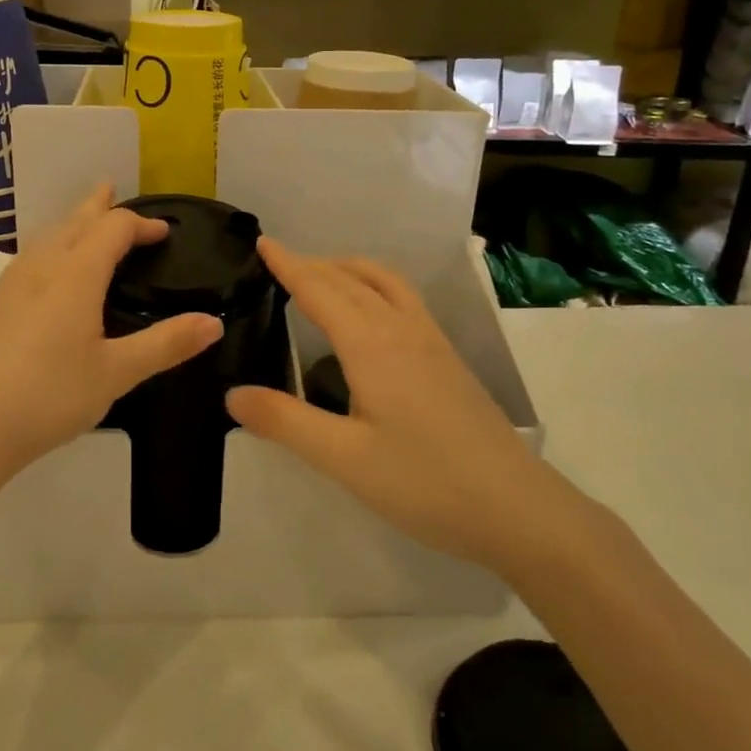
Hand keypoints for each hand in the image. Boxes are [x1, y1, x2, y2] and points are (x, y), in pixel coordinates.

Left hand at [0, 187, 222, 497]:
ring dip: (71, 223)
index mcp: (75, 273)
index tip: (164, 233)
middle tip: (114, 192)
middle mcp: (41, 267)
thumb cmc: (48, 395)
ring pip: (47, 236)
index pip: (113, 228)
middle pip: (74, 221)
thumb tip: (214, 322)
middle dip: (99, 206)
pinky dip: (52, 247)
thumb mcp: (116, 373)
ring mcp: (10, 284)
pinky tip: (48, 273)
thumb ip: (165, 345)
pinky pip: (30, 258)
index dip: (141, 224)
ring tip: (84, 223)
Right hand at [225, 240, 550, 569]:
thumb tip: (233, 394)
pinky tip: (371, 315)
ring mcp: (431, 340)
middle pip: (350, 279)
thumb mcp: (345, 459)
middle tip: (278, 262)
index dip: (288, 265)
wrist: (517, 507)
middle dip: (312, 264)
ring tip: (322, 276)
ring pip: (384, 281)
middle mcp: (401, 329)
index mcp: (371, 344)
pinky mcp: (448, 357)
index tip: (263, 243)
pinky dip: (374, 284)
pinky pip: (404, 298)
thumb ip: (286, 422)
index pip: (319, 289)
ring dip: (348, 269)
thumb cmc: (425, 483)